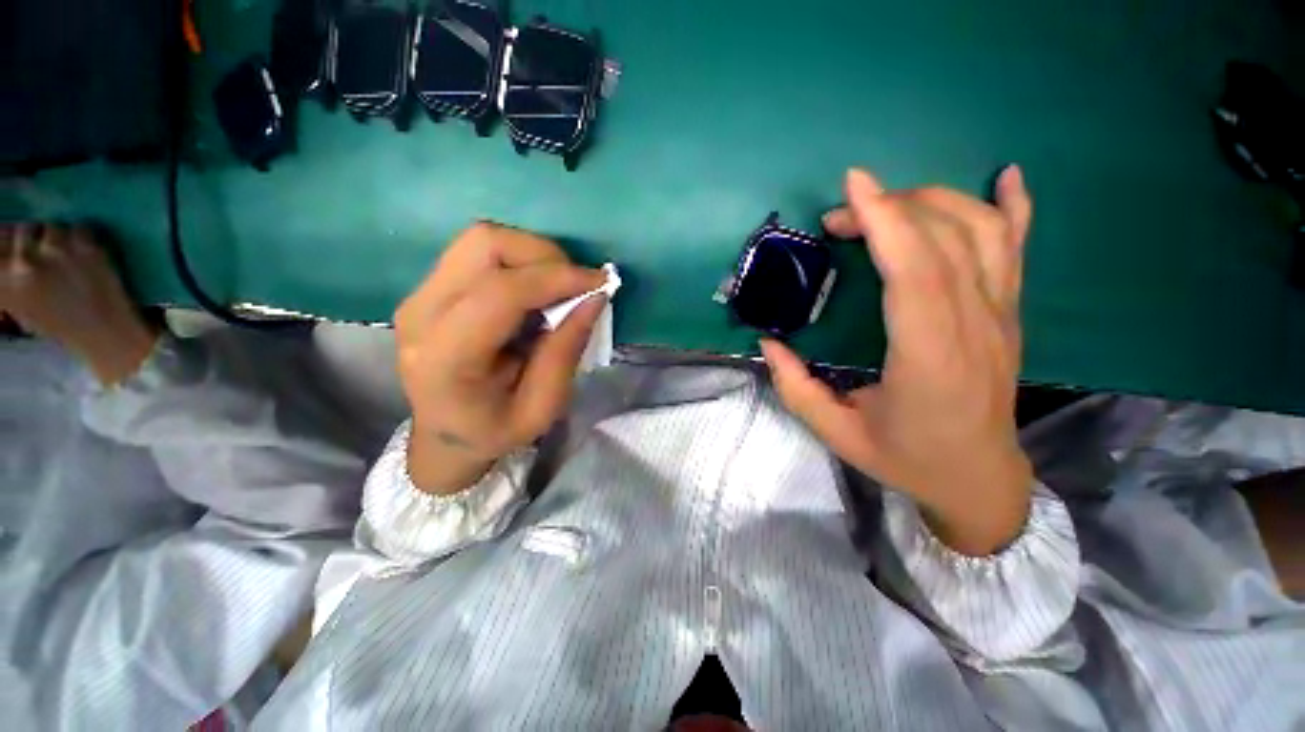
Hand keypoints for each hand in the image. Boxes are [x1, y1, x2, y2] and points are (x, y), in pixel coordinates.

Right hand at [0, 223, 159, 385]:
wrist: (104, 335)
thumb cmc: (59, 323)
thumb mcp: (18, 301)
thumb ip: (5, 275)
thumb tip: (4, 247)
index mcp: (3, 281)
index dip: (7, 239)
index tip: (15, 244)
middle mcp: (23, 263)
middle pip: (23, 228)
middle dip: (34, 237)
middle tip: (47, 254)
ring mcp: (55, 253)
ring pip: (52, 226)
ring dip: (60, 237)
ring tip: (68, 259)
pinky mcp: (85, 248)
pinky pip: (81, 228)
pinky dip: (84, 239)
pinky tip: (87, 258)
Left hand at [394, 222, 607, 494]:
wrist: (444, 435)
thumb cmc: (494, 431)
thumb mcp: (542, 409)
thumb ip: (565, 352)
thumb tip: (594, 298)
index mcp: (445, 358)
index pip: (501, 293)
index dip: (557, 279)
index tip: (599, 283)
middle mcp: (421, 314)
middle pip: (485, 245)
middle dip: (545, 256)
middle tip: (578, 285)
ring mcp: (419, 295)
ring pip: (482, 239)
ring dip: (533, 255)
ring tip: (559, 287)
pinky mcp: (429, 288)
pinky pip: (479, 253)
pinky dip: (519, 261)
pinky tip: (537, 289)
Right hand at [761, 167, 1034, 555]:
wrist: (978, 479)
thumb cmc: (906, 458)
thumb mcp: (836, 433)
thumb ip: (796, 387)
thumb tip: (768, 342)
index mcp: (928, 358)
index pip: (916, 272)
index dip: (886, 221)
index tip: (853, 187)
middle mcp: (974, 326)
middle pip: (945, 239)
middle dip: (889, 210)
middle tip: (839, 218)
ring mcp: (1000, 315)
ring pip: (982, 232)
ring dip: (931, 202)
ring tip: (886, 207)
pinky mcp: (1009, 313)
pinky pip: (1019, 247)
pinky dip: (1013, 205)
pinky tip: (1004, 176)